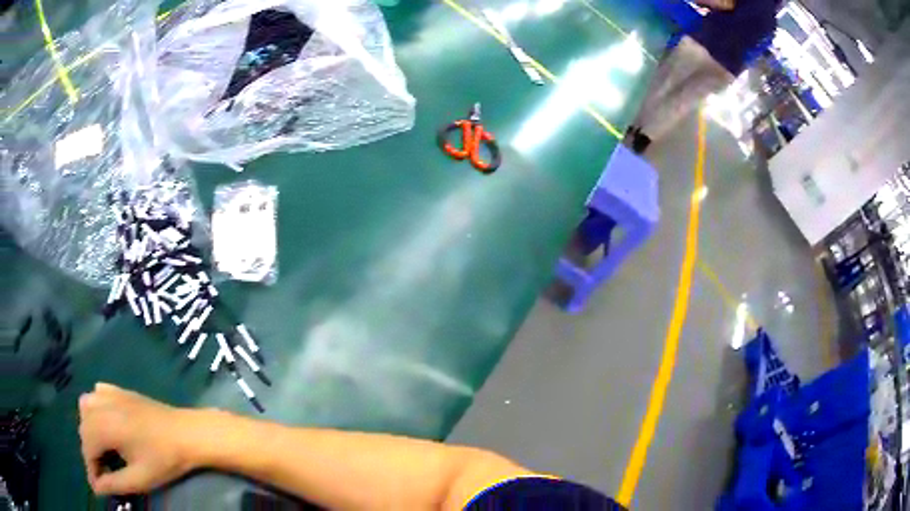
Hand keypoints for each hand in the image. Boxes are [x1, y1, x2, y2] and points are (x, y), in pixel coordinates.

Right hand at [78, 383, 200, 494]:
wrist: (187, 433)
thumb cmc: (164, 459)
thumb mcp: (139, 479)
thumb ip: (114, 483)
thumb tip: (96, 488)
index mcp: (104, 426)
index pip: (87, 448)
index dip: (91, 469)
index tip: (100, 486)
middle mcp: (101, 405)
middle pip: (84, 428)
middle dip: (90, 452)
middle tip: (105, 473)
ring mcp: (110, 393)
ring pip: (86, 408)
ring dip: (90, 429)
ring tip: (104, 450)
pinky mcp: (119, 390)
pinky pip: (97, 394)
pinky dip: (95, 409)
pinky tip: (107, 424)